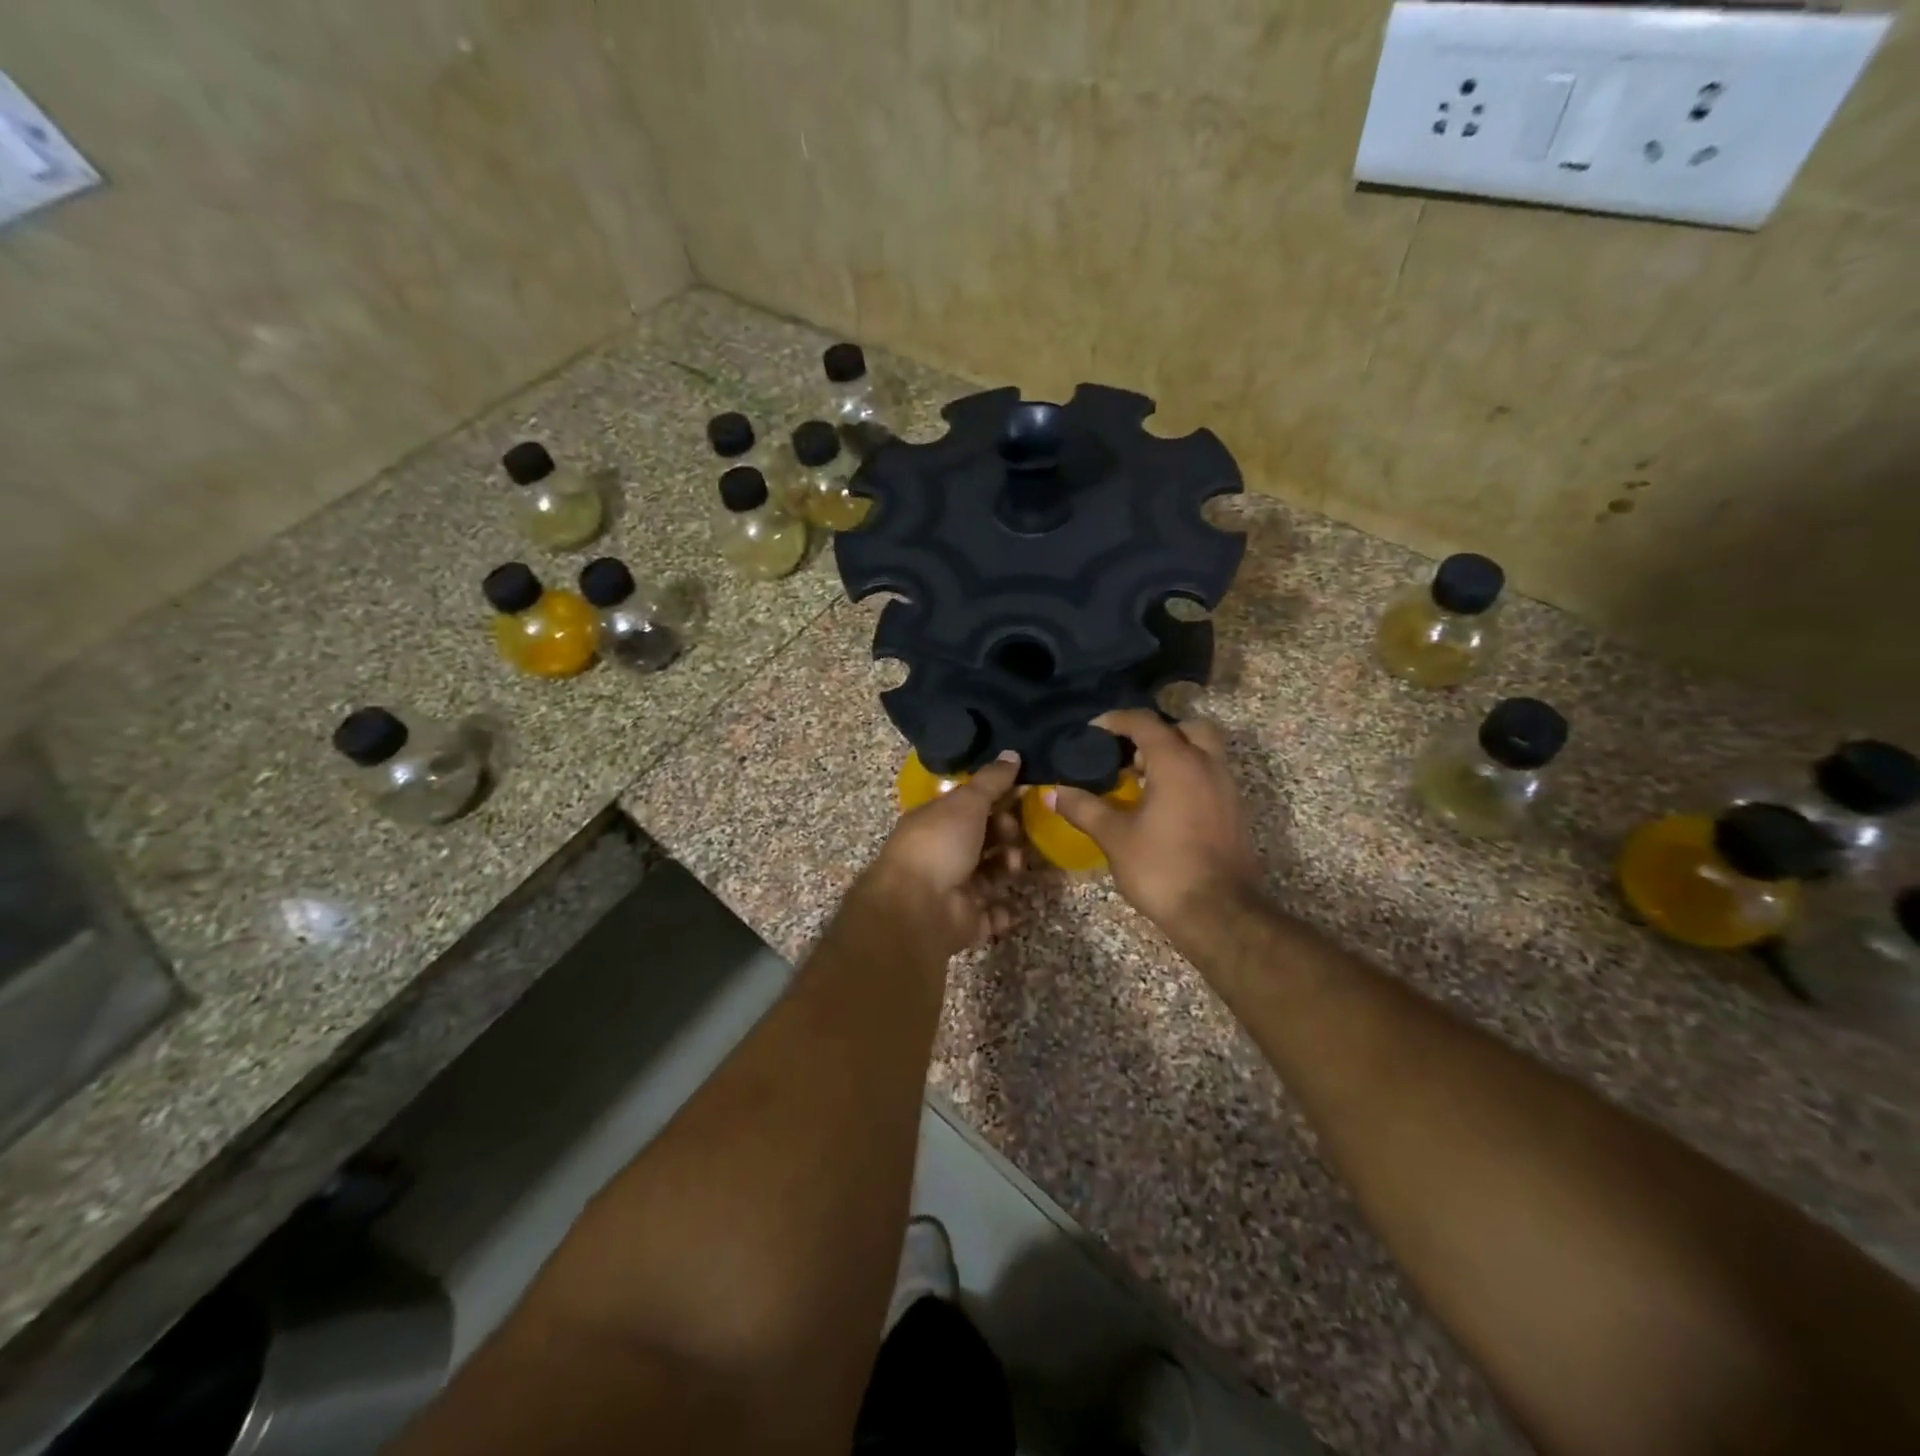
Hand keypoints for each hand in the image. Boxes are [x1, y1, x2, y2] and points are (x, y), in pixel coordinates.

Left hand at [862, 753, 1024, 957]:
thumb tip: (1013, 753)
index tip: (1021, 796)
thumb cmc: (939, 845)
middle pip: (984, 840)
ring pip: (991, 875)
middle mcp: (943, 854)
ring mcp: (953, 890)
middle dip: (1007, 835)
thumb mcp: (966, 803)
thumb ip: (991, 781)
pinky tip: (1016, 903)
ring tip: (1014, 866)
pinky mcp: (965, 922)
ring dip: (1009, 868)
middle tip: (1015, 835)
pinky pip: (992, 915)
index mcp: (936, 822)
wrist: (917, 908)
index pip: (970, 807)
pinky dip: (1006, 912)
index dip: (996, 801)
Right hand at [1048, 710, 1263, 933]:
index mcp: (1177, 763)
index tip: (1092, 731)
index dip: (1116, 721)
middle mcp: (1207, 765)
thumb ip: (1083, 808)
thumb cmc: (1162, 868)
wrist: (1218, 913)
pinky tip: (1164, 805)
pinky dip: (1188, 775)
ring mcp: (1226, 788)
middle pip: (1185, 728)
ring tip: (1142, 780)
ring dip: (1174, 754)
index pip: (1145, 723)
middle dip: (1155, 733)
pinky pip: (1210, 775)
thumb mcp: (1114, 836)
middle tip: (1127, 755)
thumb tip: (1051, 792)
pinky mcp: (1234, 811)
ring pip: (1203, 751)